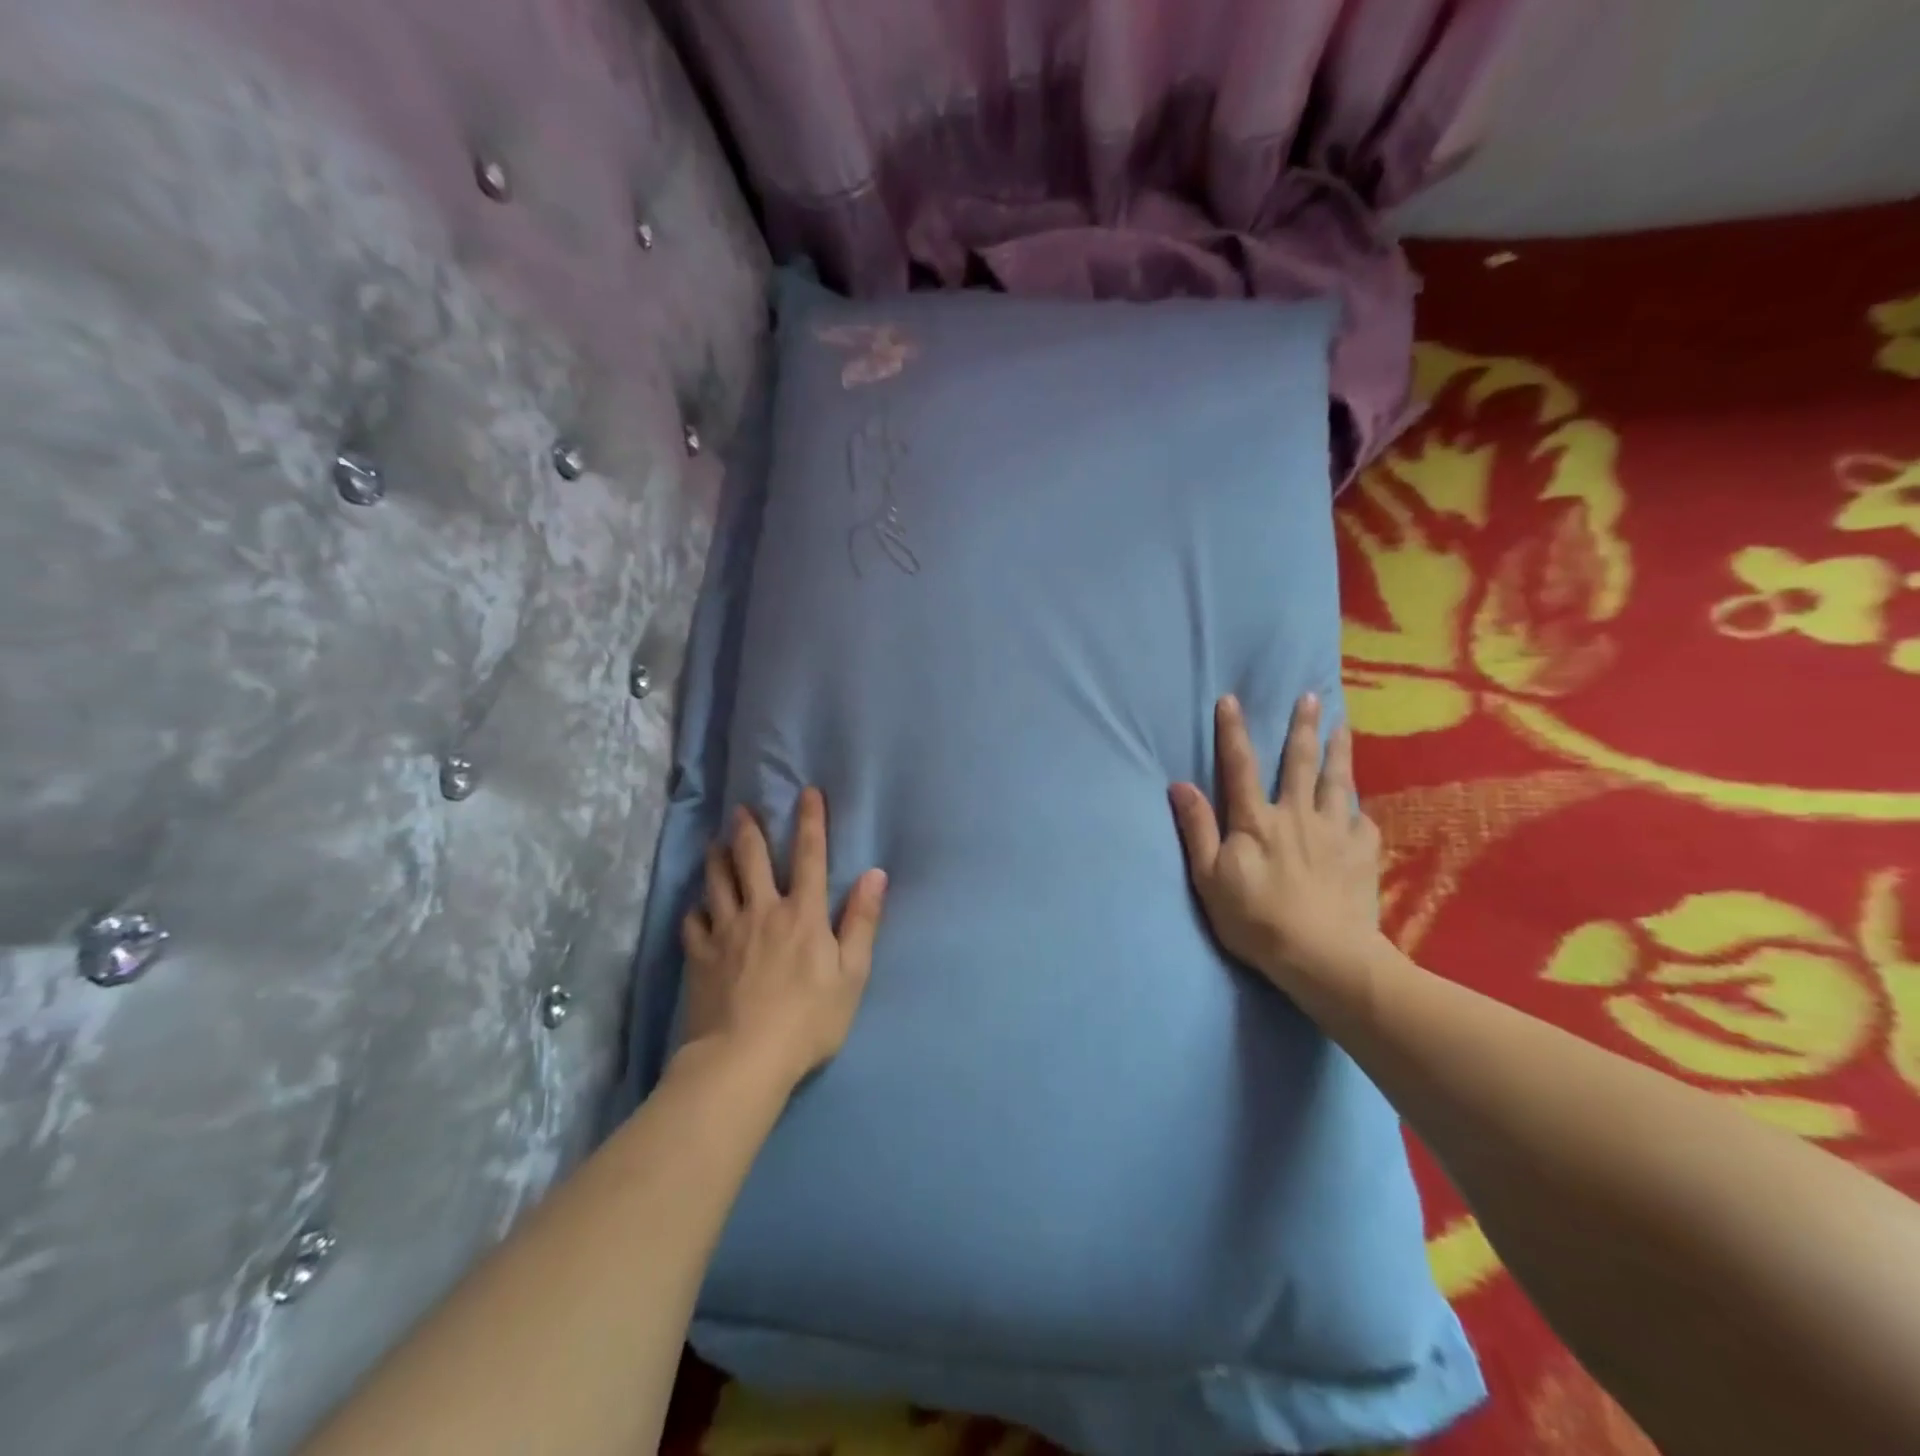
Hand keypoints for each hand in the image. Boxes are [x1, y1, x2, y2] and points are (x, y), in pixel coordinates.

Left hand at [680, 787, 887, 1088]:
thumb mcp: (852, 974)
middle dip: (749, 830)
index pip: (809, 856)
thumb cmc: (808, 1019)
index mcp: (803, 914)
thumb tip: (875, 874)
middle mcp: (762, 911)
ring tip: (714, 843)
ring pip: (717, 882)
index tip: (807, 792)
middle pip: (752, 859)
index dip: (810, 821)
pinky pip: (693, 923)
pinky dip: (695, 910)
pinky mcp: (699, 957)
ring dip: (717, 858)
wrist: (744, 1059)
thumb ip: (863, 922)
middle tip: (742, 809)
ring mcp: (726, 932)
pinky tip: (696, 907)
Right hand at [1169, 693, 1382, 986]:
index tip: (1231, 699)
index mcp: (1256, 821)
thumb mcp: (1209, 879)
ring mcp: (1335, 832)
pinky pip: (1362, 819)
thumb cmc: (1256, 920)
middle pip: (1299, 762)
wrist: (1324, 957)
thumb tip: (1180, 785)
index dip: (1233, 731)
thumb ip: (1197, 829)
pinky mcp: (1362, 852)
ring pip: (1337, 781)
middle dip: (1302, 726)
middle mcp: (1297, 815)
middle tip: (1310, 696)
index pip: (1240, 766)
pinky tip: (1359, 803)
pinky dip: (1358, 807)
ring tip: (1342, 726)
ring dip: (1338, 750)